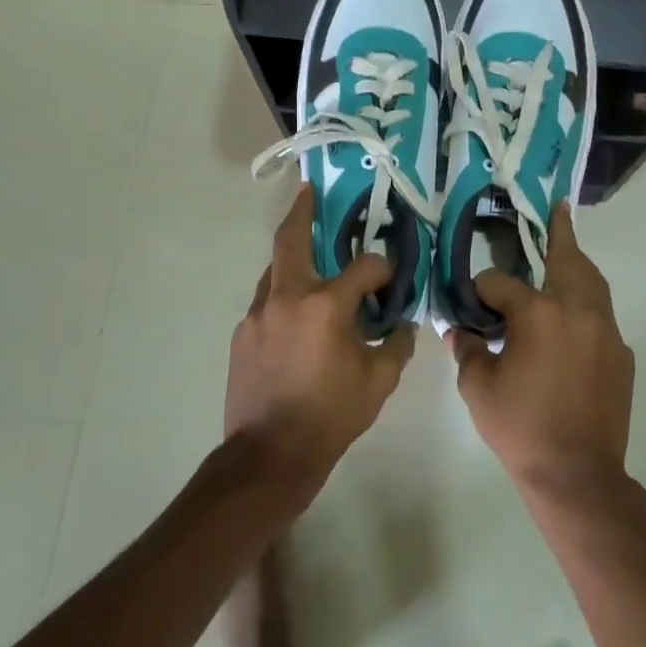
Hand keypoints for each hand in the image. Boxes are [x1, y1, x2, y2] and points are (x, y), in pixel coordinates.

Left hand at [226, 186, 415, 505]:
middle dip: (301, 211)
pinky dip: (284, 298)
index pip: (364, 267)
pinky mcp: (242, 334)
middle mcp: (287, 297)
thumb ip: (396, 345)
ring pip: (275, 271)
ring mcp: (258, 314)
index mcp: (325, 305)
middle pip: (291, 239)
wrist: (269, 454)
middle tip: (309, 191)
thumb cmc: (330, 416)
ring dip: (294, 259)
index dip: (383, 268)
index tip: (392, 278)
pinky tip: (297, 319)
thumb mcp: (379, 382)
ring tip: (310, 260)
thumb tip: (403, 325)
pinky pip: (267, 303)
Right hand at [449, 202, 634, 496]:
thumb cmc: (522, 429)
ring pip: (593, 282)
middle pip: (567, 259)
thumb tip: (459, 331)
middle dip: (559, 234)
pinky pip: (602, 316)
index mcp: (539, 314)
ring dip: (577, 263)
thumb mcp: (479, 389)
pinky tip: (571, 318)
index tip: (470, 304)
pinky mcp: (621, 354)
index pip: (500, 283)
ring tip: (568, 249)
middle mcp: (577, 311)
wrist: (578, 475)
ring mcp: (605, 331)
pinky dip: (586, 304)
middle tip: (558, 210)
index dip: (480, 291)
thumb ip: (468, 351)